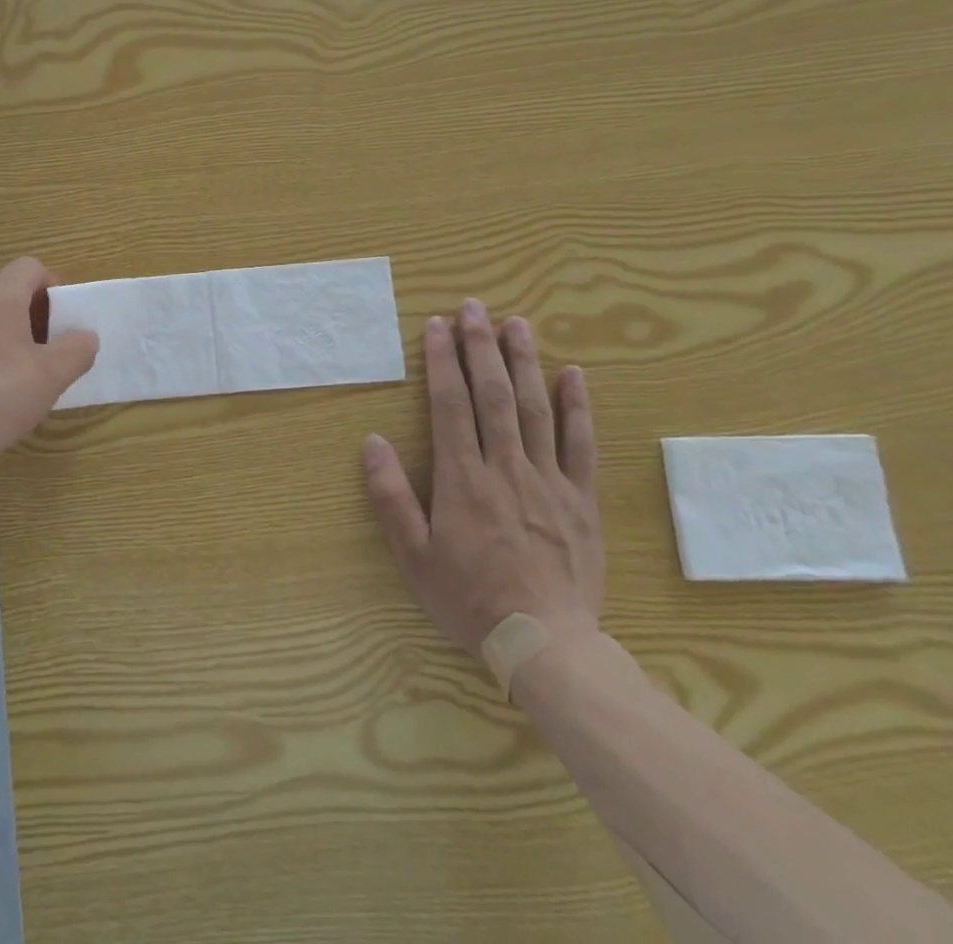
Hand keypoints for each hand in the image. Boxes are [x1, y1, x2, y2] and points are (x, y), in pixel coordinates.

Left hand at [0, 257, 97, 481]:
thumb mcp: (51, 377)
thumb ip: (77, 350)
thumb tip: (85, 336)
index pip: (31, 267)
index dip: (54, 287)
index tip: (64, 322)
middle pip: (8, 292)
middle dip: (33, 317)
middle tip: (47, 355)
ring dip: (6, 337)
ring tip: (16, 378)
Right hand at [362, 299, 602, 656]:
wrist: (546, 645)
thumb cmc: (469, 599)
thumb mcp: (413, 556)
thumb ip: (391, 496)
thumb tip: (371, 442)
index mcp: (463, 479)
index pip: (450, 405)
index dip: (442, 361)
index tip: (437, 326)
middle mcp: (506, 467)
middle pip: (493, 394)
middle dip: (481, 346)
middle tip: (474, 307)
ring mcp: (548, 480)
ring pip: (536, 408)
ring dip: (525, 362)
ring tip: (517, 323)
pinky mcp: (580, 498)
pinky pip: (581, 444)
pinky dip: (578, 406)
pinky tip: (573, 374)